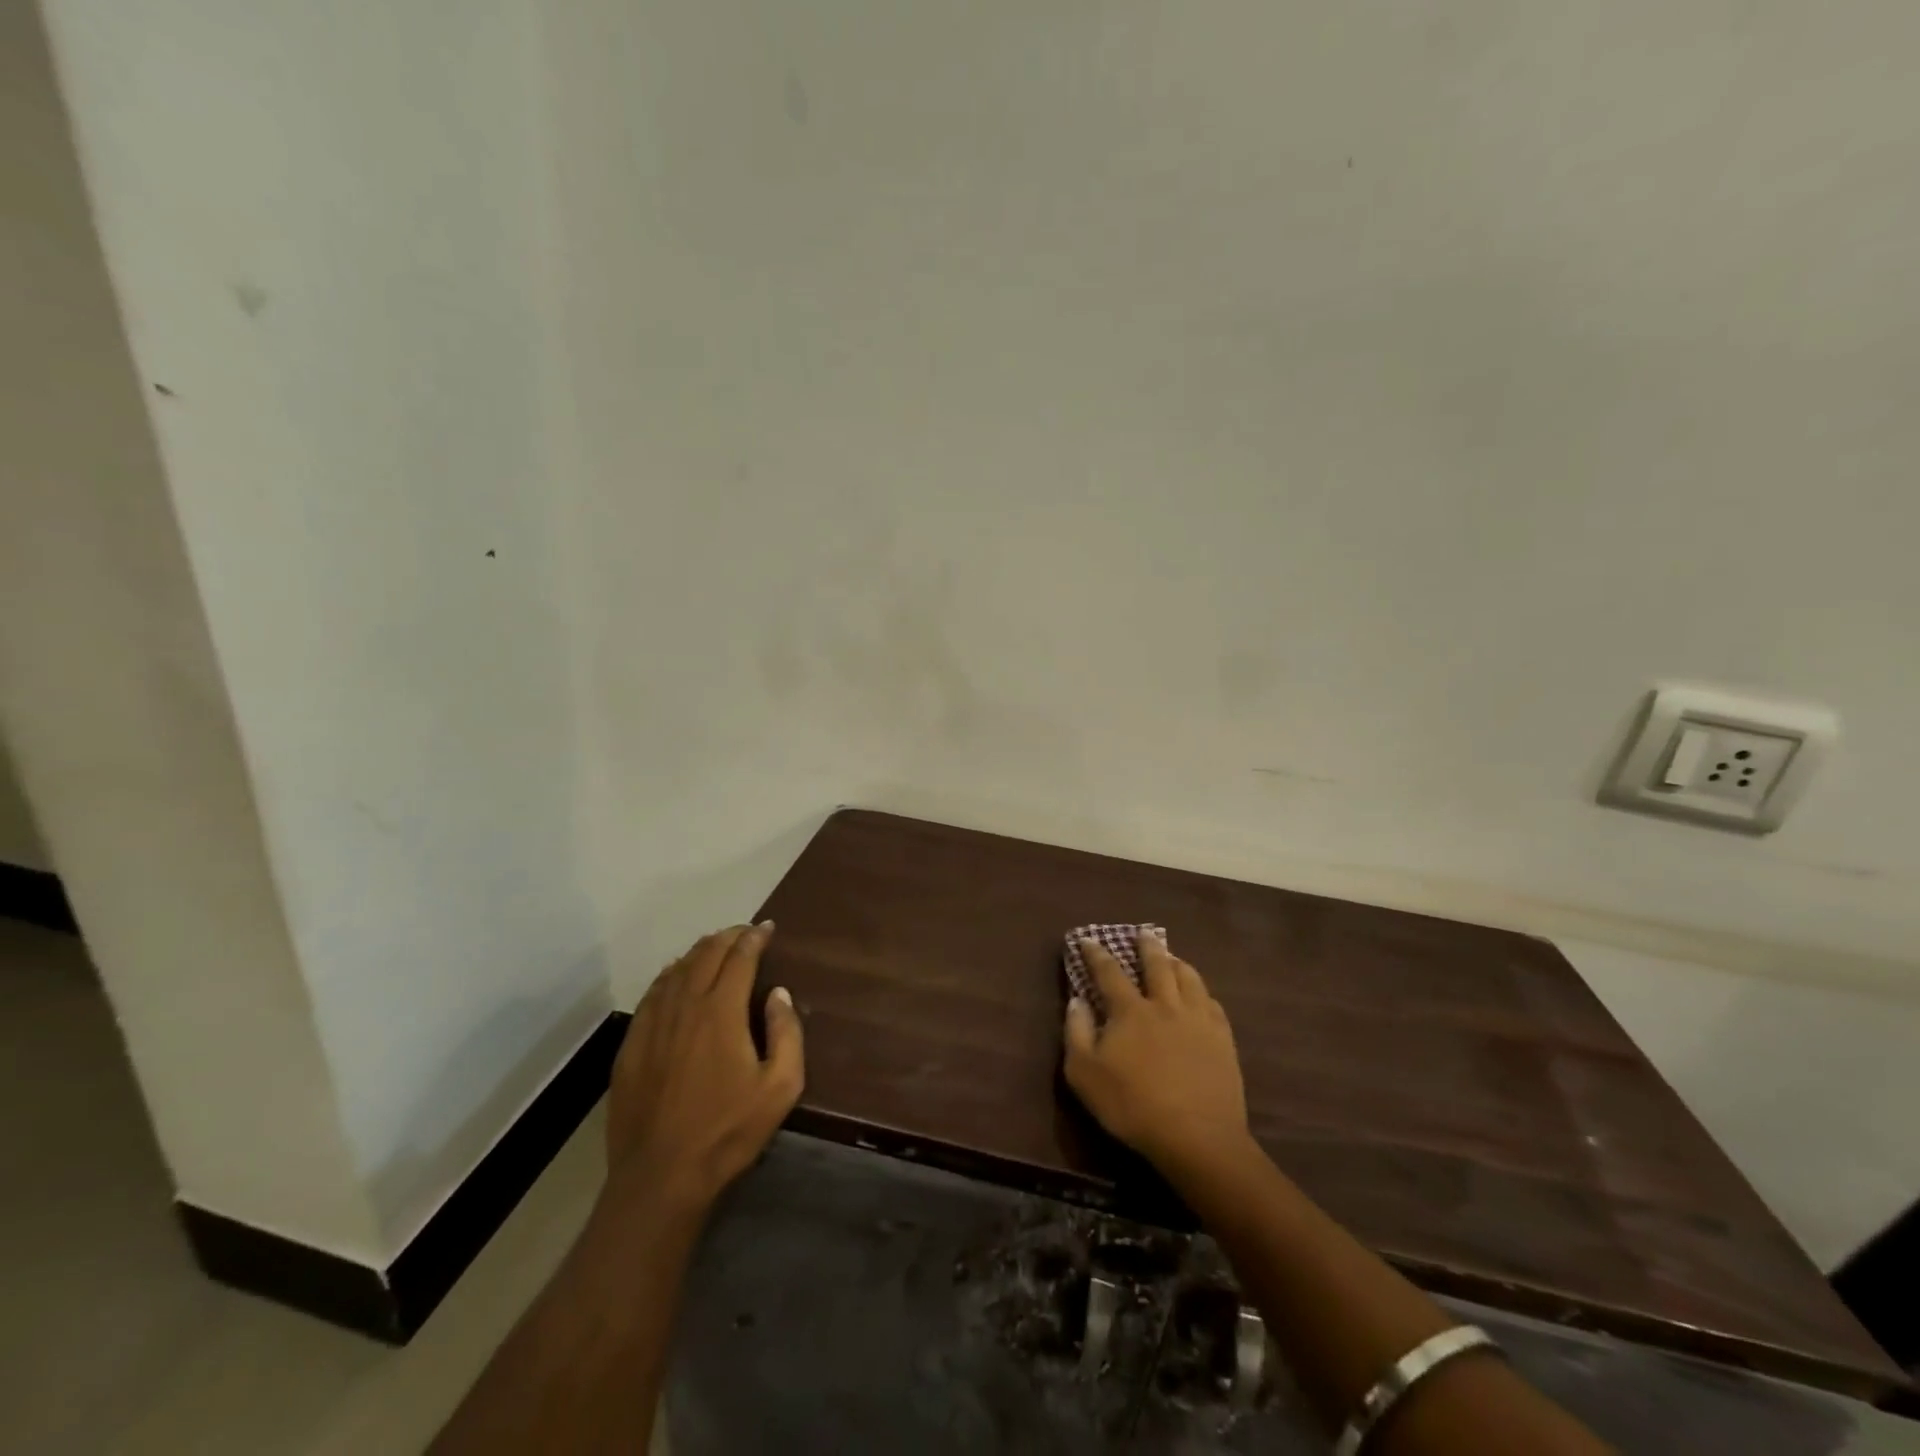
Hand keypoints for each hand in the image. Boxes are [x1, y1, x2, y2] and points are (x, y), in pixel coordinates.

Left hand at [605, 923, 804, 1210]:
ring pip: (676, 970)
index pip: (739, 958)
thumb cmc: (728, 1131)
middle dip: (728, 937)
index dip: (754, 937)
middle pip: (706, 955)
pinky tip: (676, 977)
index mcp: (721, 1012)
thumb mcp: (781, 1087)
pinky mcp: (631, 1045)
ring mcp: (652, 1024)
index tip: (767, 928)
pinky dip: (670, 975)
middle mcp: (684, 1006)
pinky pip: (652, 994)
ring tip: (715, 946)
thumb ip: (787, 1033)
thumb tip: (778, 994)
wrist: (661, 1176)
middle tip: (745, 933)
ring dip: (699, 951)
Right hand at [1063, 932, 1249, 1171]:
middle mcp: (1165, 1005)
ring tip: (1173, 957)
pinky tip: (1201, 996)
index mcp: (1130, 1011)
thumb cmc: (1132, 1106)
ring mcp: (1198, 1020)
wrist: (1197, 1137)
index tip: (1088, 940)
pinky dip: (1202, 992)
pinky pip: (1213, 1003)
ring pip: (1189, 978)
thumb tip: (1076, 1000)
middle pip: (1157, 965)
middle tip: (1143, 933)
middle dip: (1147, 946)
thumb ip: (1076, 1032)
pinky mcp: (1222, 1040)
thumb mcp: (1085, 1074)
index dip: (1096, 954)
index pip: (1109, 972)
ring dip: (1177, 963)